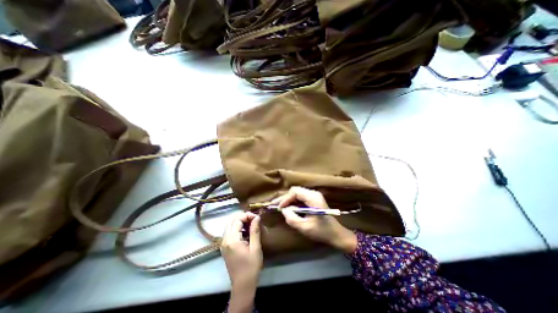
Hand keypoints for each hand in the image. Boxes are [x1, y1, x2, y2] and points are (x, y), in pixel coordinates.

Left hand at [220, 212, 261, 310]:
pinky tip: (245, 231)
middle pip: (232, 220)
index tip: (257, 218)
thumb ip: (255, 231)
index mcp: (232, 240)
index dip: (247, 215)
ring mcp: (223, 243)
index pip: (237, 219)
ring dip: (240, 221)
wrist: (242, 285)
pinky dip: (237, 227)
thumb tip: (257, 217)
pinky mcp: (225, 246)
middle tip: (254, 220)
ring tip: (251, 224)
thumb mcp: (255, 248)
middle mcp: (225, 239)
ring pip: (229, 224)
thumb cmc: (251, 267)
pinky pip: (229, 231)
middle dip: (243, 217)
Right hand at [274, 185, 357, 253]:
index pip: (295, 192)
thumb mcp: (305, 227)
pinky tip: (287, 207)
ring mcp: (314, 196)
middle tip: (275, 205)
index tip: (279, 208)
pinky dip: (293, 202)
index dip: (285, 198)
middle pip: (295, 191)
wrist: (336, 234)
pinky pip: (300, 198)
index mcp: (313, 198)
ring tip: (279, 206)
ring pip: (297, 193)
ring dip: (288, 200)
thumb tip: (283, 210)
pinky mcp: (313, 200)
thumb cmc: (322, 231)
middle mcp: (313, 193)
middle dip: (285, 198)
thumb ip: (292, 218)